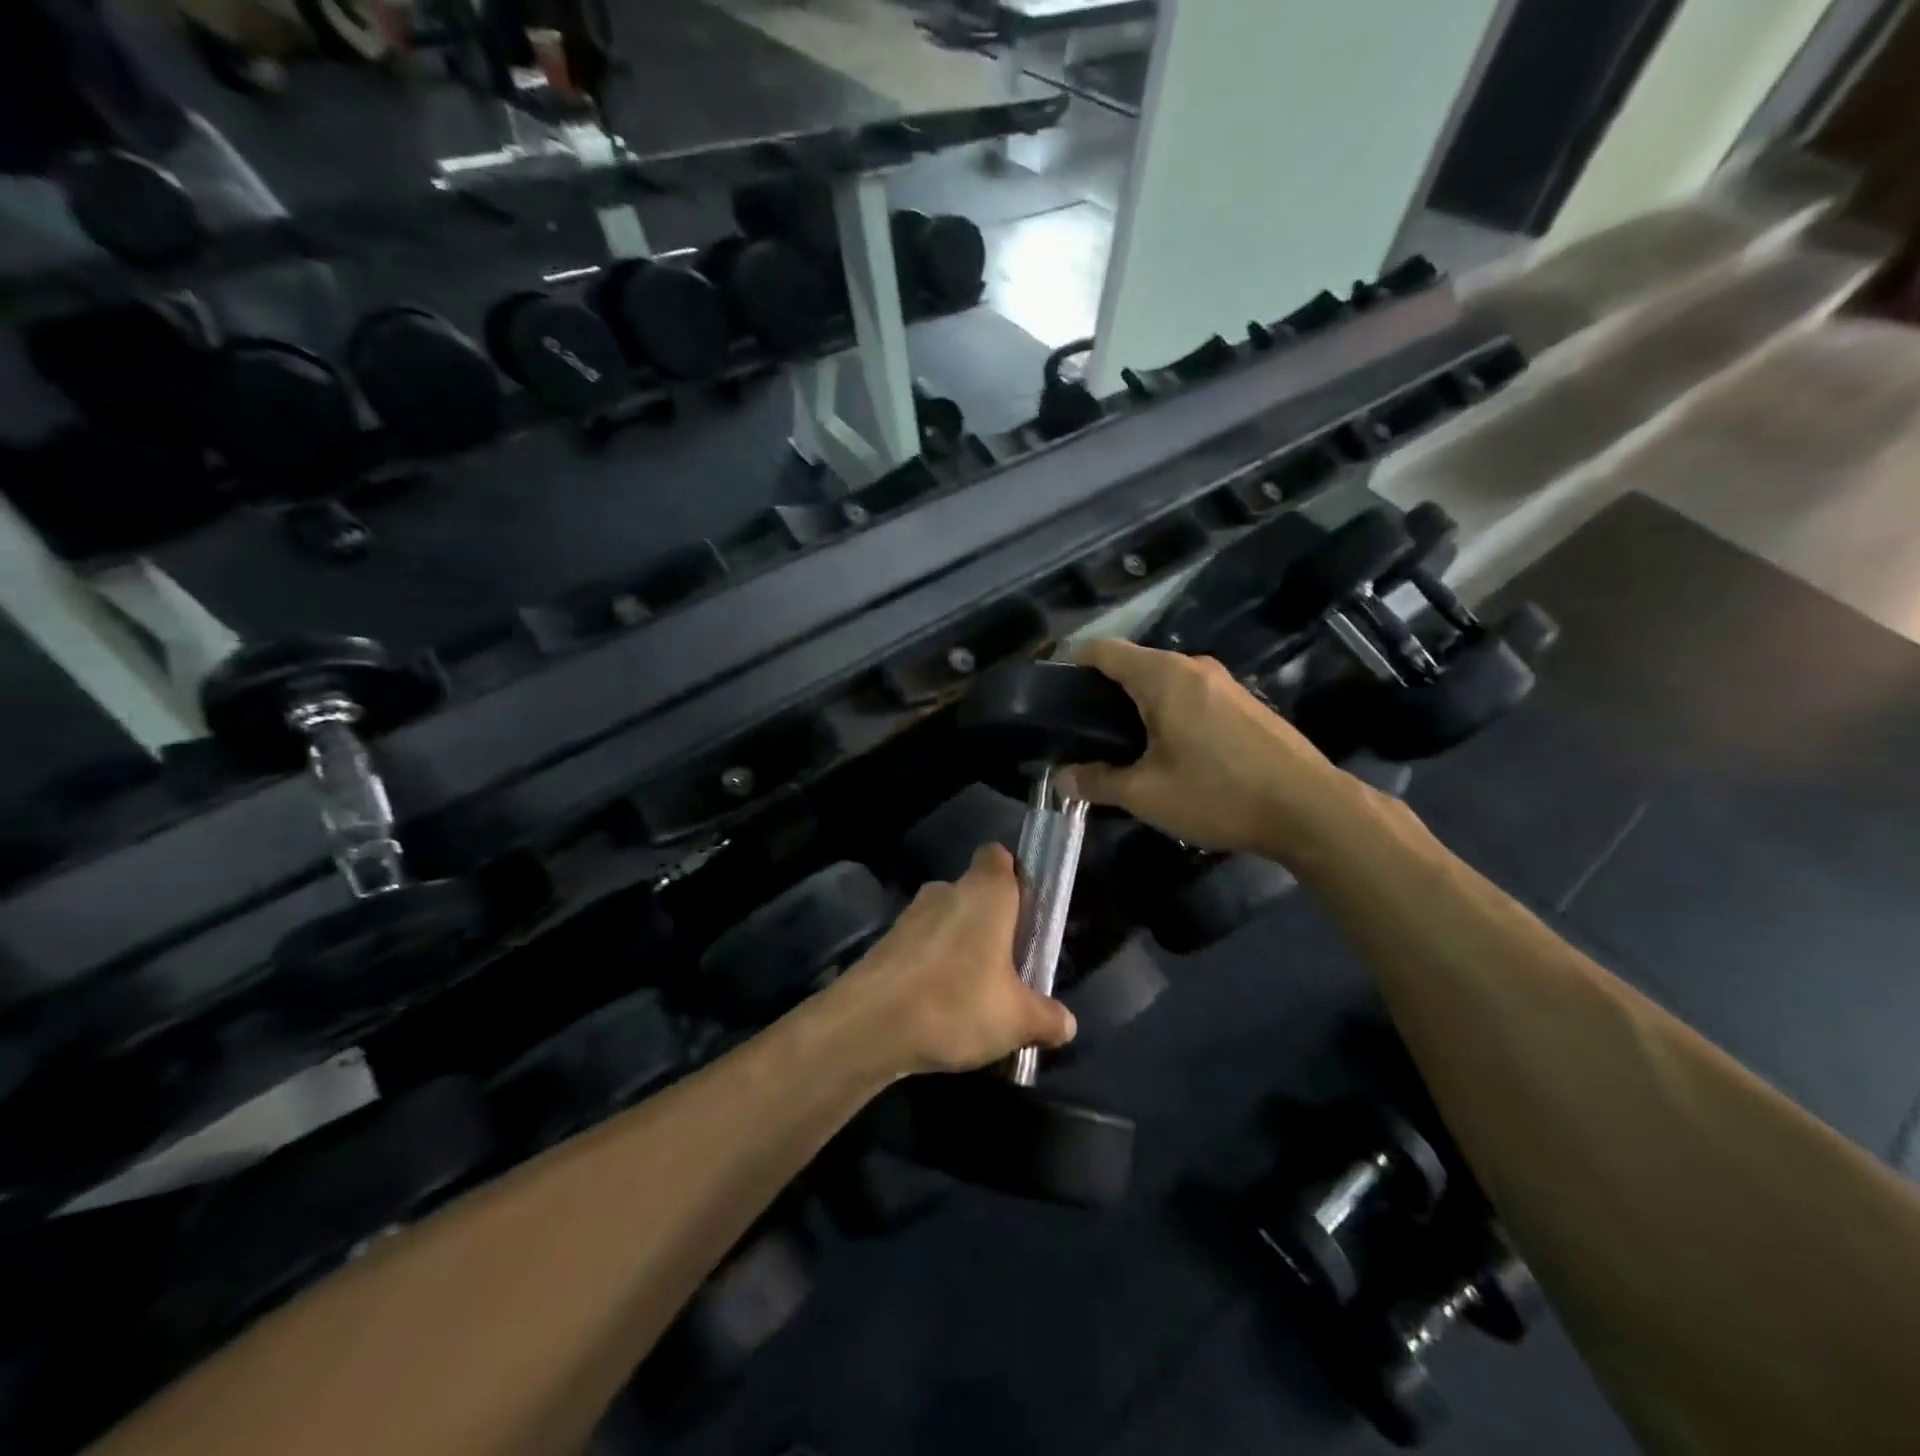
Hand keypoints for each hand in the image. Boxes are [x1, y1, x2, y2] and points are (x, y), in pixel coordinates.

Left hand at [835, 846, 1075, 1076]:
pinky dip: (932, 967)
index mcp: (986, 892)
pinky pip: (921, 946)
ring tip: (973, 995)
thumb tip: (1066, 1024)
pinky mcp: (885, 943)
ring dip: (959, 947)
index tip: (1026, 913)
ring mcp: (910, 915)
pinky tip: (938, 1008)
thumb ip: (1046, 1017)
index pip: (998, 856)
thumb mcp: (1016, 1020)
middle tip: (1008, 966)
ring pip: (946, 921)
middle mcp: (946, 890)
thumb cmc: (956, 1003)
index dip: (1014, 877)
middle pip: (975, 893)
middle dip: (991, 923)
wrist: (868, 1026)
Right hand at [1062, 639, 1358, 863]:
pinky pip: (1191, 695)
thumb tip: (1062, 779)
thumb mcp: (1146, 795)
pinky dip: (1169, 712)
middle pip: (1134, 664)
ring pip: (1164, 681)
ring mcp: (1224, 682)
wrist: (1309, 808)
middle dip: (1104, 692)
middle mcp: (1193, 666)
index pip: (1103, 650)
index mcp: (1163, 677)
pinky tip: (1169, 751)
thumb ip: (1098, 782)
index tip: (1055, 696)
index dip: (1072, 665)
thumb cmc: (1218, 793)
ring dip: (1138, 705)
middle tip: (1084, 733)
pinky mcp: (1244, 702)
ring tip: (1122, 747)